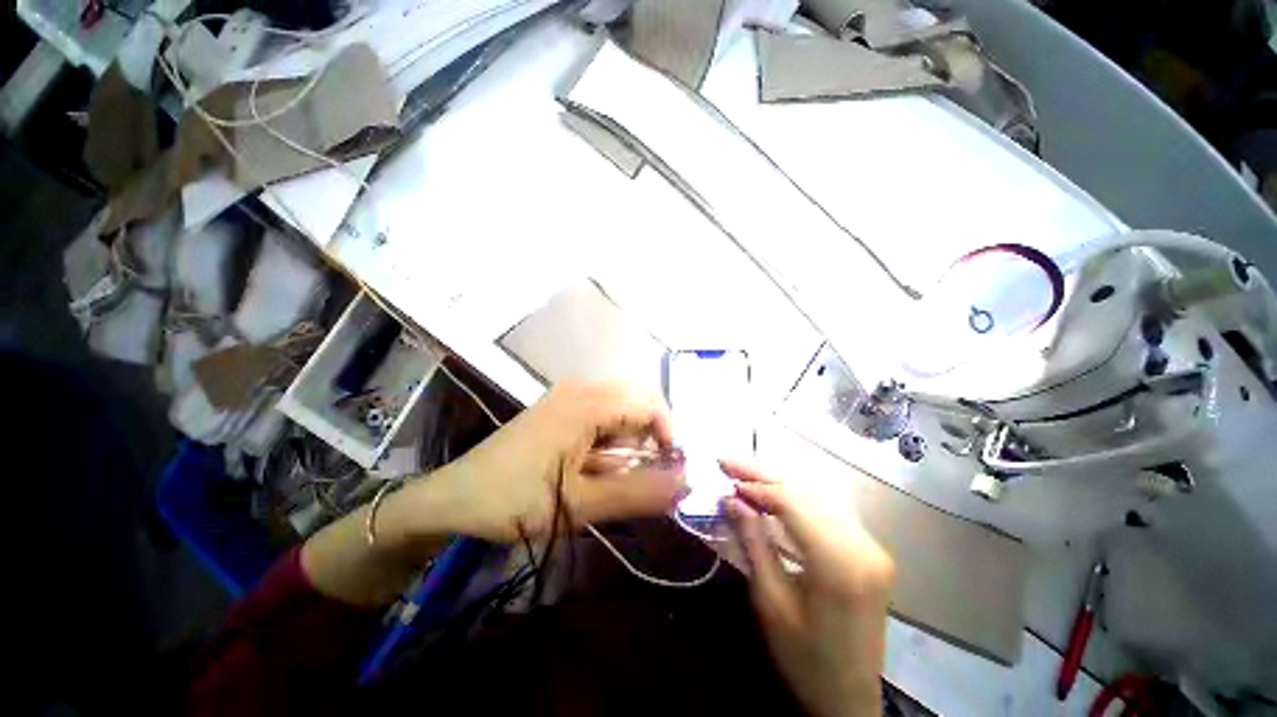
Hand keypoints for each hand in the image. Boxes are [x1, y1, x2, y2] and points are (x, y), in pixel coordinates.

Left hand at [403, 381, 684, 542]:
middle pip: (637, 400)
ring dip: (630, 437)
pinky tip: (597, 462)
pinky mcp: (558, 406)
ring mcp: (567, 395)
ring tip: (619, 472)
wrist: (453, 497)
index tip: (669, 468)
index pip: (649, 404)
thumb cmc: (513, 500)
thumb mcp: (579, 505)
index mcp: (587, 403)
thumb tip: (684, 484)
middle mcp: (580, 389)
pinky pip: (601, 411)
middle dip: (650, 435)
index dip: (668, 434)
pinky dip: (612, 434)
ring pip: (620, 406)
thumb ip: (637, 494)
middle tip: (644, 472)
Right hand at [721, 460, 894, 716]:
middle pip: (806, 492)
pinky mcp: (869, 550)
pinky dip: (795, 498)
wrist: (849, 697)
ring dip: (778, 482)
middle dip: (763, 475)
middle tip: (728, 463)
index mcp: (840, 564)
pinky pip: (827, 510)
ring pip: (817, 495)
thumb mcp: (770, 601)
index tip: (726, 478)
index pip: (794, 503)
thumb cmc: (804, 658)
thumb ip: (752, 542)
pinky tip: (772, 495)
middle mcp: (863, 545)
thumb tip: (730, 498)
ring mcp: (872, 546)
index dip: (757, 486)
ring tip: (744, 476)